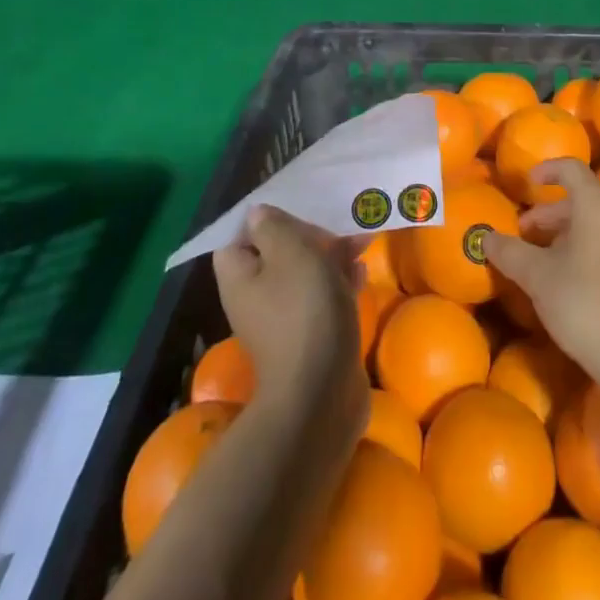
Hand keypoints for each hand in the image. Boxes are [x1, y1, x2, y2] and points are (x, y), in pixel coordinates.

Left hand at [213, 206, 369, 425]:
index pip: (238, 236)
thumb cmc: (304, 311)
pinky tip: (361, 275)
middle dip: (307, 235)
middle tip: (336, 225)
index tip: (294, 207)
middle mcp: (254, 298)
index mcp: (239, 277)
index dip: (263, 219)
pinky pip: (321, 299)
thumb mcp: (291, 253)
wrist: (323, 393)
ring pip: (303, 275)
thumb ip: (274, 227)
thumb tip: (258, 213)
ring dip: (330, 257)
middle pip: (275, 253)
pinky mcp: (309, 337)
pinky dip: (339, 283)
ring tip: (360, 243)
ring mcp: (282, 320)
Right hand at [484, 160, 599, 389]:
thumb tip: (486, 236)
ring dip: (585, 231)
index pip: (571, 169)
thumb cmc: (584, 307)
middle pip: (587, 199)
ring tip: (563, 255)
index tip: (530, 184)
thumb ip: (509, 252)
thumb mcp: (537, 278)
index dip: (548, 170)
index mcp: (597, 205)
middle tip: (529, 236)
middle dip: (555, 214)